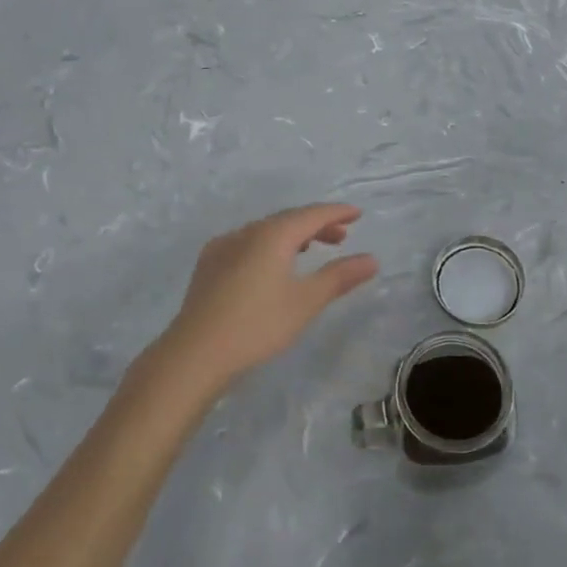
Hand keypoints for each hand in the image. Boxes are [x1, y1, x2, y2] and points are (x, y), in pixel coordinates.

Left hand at [150, 203, 378, 393]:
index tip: (357, 214)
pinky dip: (268, 246)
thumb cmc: (257, 325)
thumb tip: (371, 259)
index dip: (336, 213)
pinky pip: (246, 243)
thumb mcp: (306, 302)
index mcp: (272, 235)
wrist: (195, 353)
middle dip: (316, 225)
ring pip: (265, 231)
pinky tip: (269, 265)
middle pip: (288, 219)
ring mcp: (223, 246)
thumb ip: (339, 277)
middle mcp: (247, 232)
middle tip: (340, 237)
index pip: (311, 214)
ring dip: (292, 236)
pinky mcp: (208, 265)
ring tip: (309, 250)